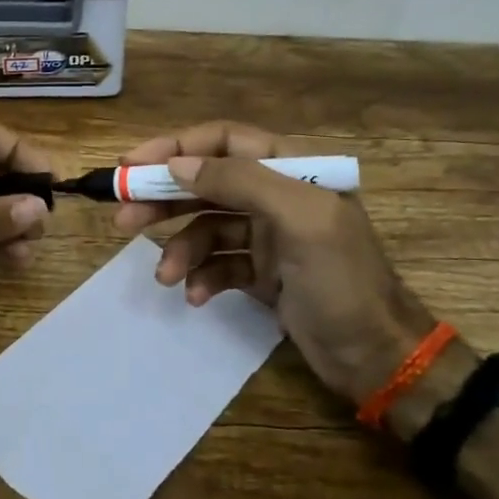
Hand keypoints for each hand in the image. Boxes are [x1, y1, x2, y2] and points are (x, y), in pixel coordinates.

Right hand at [114, 121, 435, 407]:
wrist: (377, 358)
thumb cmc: (342, 281)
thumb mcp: (298, 219)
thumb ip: (240, 181)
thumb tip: (177, 165)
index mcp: (293, 168)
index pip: (223, 140)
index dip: (175, 148)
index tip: (132, 166)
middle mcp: (277, 195)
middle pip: (206, 183)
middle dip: (163, 199)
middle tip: (122, 218)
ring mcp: (268, 236)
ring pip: (206, 227)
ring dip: (180, 249)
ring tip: (164, 277)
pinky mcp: (261, 273)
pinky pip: (218, 264)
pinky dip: (202, 277)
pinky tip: (196, 296)